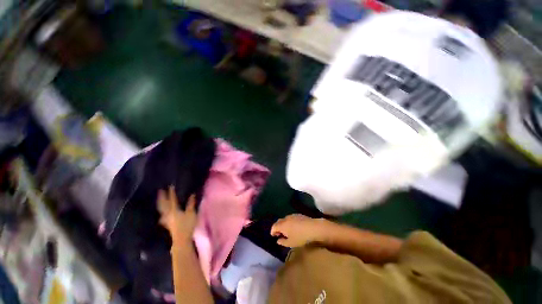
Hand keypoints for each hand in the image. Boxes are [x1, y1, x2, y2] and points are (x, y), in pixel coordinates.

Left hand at [157, 186, 197, 245]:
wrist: (181, 239)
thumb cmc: (187, 225)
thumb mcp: (191, 213)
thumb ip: (191, 204)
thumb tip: (192, 194)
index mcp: (174, 210)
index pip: (172, 199)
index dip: (171, 192)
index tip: (170, 186)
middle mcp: (168, 213)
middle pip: (163, 204)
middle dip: (161, 197)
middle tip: (160, 190)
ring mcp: (166, 219)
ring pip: (161, 209)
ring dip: (160, 203)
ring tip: (159, 199)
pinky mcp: (167, 223)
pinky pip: (162, 214)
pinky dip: (162, 210)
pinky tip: (162, 212)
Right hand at [270, 214, 328, 247]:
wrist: (313, 227)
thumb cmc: (301, 237)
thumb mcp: (291, 243)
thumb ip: (282, 242)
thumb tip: (278, 240)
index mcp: (282, 225)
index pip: (274, 226)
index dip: (272, 231)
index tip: (273, 236)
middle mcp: (286, 218)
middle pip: (279, 222)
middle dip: (278, 227)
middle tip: (279, 234)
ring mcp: (292, 215)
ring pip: (285, 219)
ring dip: (284, 224)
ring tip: (287, 231)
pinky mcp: (298, 214)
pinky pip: (291, 218)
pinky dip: (289, 222)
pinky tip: (294, 227)